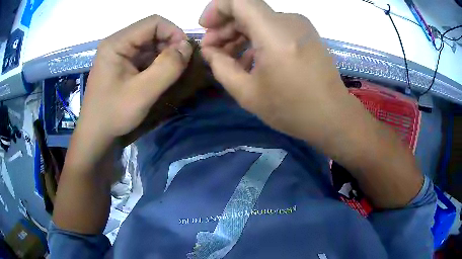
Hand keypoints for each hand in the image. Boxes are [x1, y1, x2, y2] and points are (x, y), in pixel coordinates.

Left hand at [78, 15, 192, 143]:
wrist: (96, 135)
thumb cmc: (113, 114)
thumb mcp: (143, 93)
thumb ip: (167, 67)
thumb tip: (187, 47)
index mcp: (117, 43)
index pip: (153, 22)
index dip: (174, 32)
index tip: (185, 53)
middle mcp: (117, 43)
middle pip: (152, 31)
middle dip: (170, 45)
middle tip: (181, 65)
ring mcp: (118, 54)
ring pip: (149, 44)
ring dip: (165, 55)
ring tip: (173, 72)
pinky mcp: (121, 65)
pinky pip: (144, 56)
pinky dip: (156, 63)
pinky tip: (161, 76)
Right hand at [199, 0, 353, 145]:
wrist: (332, 116)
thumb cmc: (292, 110)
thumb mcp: (247, 94)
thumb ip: (220, 67)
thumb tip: (209, 50)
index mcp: (275, 34)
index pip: (238, 0)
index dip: (216, 9)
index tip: (206, 28)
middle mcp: (289, 21)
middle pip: (247, 10)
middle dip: (224, 27)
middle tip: (213, 51)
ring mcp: (300, 25)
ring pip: (259, 19)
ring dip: (239, 34)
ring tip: (228, 59)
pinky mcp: (305, 33)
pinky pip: (273, 28)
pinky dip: (257, 38)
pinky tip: (250, 59)